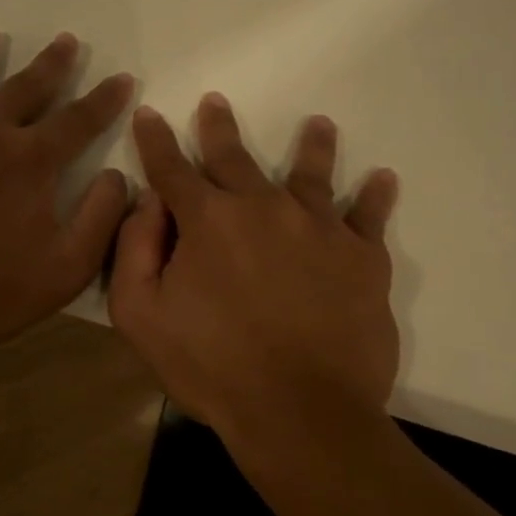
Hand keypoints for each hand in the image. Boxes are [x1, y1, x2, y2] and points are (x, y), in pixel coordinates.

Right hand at [108, 93, 399, 449]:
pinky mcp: (362, 258)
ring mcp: (319, 228)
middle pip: (234, 158)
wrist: (300, 412)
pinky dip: (375, 196)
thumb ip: (133, 250)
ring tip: (318, 124)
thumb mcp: (140, 315)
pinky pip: (370, 216)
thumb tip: (147, 203)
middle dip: (218, 129)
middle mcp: (263, 207)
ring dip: (311, 146)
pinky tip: (382, 179)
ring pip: (311, 174)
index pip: (171, 168)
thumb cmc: (210, 366)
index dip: (155, 141)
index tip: (150, 114)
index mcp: (207, 220)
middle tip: (215, 103)